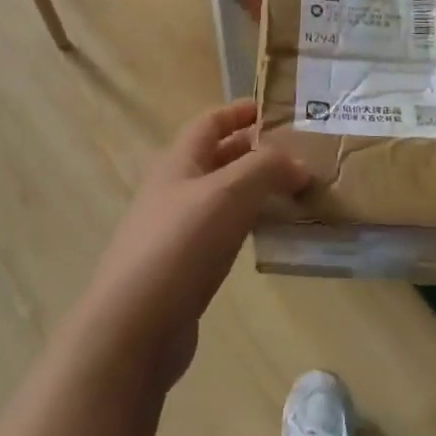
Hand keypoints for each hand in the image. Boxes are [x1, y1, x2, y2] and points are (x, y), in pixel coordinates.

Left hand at [78, 100, 309, 387]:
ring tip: (297, 193)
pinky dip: (249, 225)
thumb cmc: (180, 245)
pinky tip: (273, 236)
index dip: (239, 112)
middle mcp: (175, 189)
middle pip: (218, 158)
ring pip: (223, 196)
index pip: (210, 123)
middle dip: (255, 152)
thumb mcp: (227, 194)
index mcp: (178, 161)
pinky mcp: (185, 265)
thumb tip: (298, 164)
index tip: (275, 110)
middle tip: (300, 155)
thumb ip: (265, 170)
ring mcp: (177, 228)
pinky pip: (224, 231)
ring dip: (257, 190)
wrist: (136, 325)